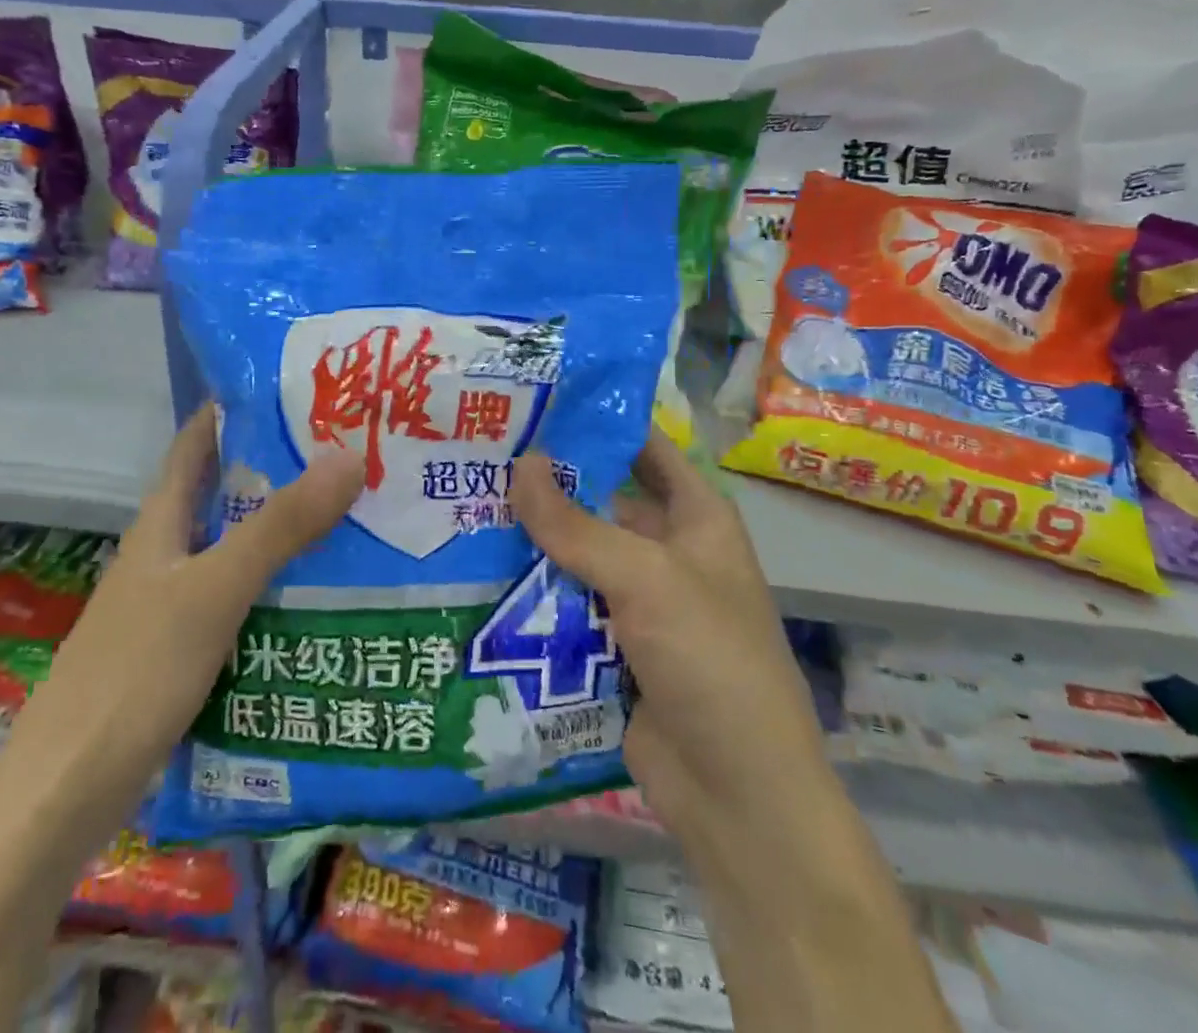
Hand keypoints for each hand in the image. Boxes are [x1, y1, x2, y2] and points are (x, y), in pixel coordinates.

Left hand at [20, 403, 364, 810]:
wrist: (66, 793)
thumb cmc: (135, 672)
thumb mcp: (214, 589)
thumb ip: (281, 526)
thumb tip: (349, 455)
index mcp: (162, 521)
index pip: (198, 441)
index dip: (239, 408)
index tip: (300, 388)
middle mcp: (168, 552)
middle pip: (228, 494)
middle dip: (283, 471)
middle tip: (353, 453)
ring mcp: (175, 603)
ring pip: (239, 550)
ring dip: (287, 533)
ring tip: (357, 517)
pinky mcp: (186, 651)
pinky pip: (243, 601)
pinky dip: (280, 589)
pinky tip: (324, 597)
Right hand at [508, 431, 823, 846]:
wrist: (737, 796)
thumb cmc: (710, 661)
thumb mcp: (647, 579)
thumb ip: (577, 524)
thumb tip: (520, 463)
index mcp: (694, 518)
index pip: (643, 448)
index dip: (597, 421)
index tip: (533, 400)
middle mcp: (666, 550)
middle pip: (598, 501)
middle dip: (545, 484)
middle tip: (477, 454)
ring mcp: (636, 601)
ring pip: (573, 554)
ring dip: (529, 539)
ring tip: (459, 503)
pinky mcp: (608, 645)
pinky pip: (562, 603)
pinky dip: (528, 590)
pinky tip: (473, 570)